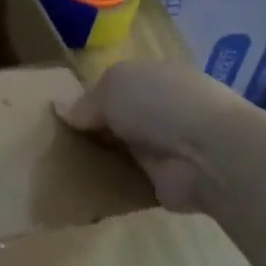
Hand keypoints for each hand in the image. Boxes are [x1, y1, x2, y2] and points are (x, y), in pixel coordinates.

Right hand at [56, 59, 256, 213]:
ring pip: (124, 150)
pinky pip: (130, 180)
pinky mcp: (166, 182)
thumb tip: (61, 109)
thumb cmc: (161, 105)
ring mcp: (168, 147)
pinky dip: (112, 184)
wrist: (210, 155)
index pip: (118, 85)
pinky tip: (83, 188)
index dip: (91, 97)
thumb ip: (86, 100)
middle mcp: (164, 110)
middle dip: (94, 129)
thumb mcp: (113, 86)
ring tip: (62, 166)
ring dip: (102, 158)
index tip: (62, 114)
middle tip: (55, 142)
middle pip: (119, 119)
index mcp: (156, 78)